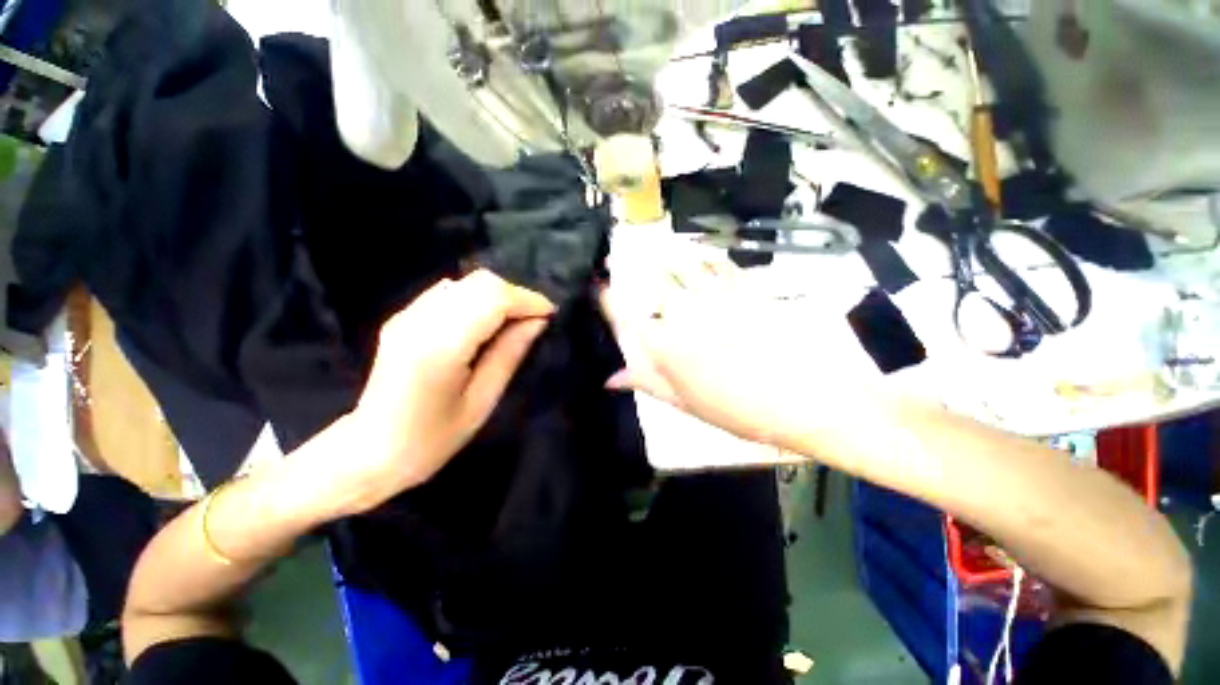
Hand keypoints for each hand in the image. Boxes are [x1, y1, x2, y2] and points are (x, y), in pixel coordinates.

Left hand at [340, 270, 553, 510]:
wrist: (369, 450)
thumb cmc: (432, 438)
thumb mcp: (482, 401)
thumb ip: (510, 354)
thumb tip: (537, 322)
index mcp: (441, 346)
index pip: (493, 299)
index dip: (528, 300)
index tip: (550, 314)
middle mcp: (422, 319)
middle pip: (480, 282)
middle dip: (515, 295)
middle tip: (534, 320)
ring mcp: (408, 314)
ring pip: (466, 282)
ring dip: (497, 296)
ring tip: (513, 322)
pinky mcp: (404, 316)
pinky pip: (450, 292)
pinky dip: (476, 299)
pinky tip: (484, 323)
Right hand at [600, 265, 880, 447]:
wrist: (808, 401)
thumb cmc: (741, 411)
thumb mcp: (687, 404)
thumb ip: (647, 383)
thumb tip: (610, 378)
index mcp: (666, 347)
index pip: (625, 315)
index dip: (607, 298)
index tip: (597, 286)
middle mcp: (685, 315)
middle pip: (650, 283)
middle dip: (629, 268)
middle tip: (618, 260)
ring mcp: (717, 298)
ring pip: (681, 266)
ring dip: (663, 257)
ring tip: (653, 250)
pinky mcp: (747, 290)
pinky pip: (722, 264)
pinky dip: (707, 256)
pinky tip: (700, 253)